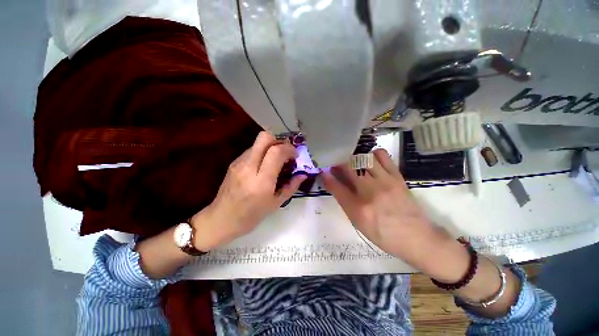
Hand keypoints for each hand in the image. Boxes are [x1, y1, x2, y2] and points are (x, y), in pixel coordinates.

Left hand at [191, 132, 305, 250]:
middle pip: (264, 138)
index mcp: (261, 181)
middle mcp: (248, 168)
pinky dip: (262, 152)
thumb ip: (291, 186)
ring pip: (258, 142)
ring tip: (276, 160)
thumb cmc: (251, 216)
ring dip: (271, 146)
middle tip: (285, 152)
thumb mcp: (276, 203)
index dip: (289, 149)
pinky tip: (264, 165)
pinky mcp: (233, 163)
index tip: (295, 155)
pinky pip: (251, 150)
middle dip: (279, 141)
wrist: (221, 220)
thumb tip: (303, 174)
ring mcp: (238, 163)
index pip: (276, 152)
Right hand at [322, 149, 461, 271]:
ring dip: (353, 159)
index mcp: (358, 209)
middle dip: (338, 163)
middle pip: (348, 167)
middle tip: (336, 165)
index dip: (326, 176)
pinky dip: (372, 154)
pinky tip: (370, 161)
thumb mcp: (358, 222)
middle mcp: (370, 192)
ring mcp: (385, 182)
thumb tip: (332, 183)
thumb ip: (343, 201)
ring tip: (353, 164)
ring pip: (363, 158)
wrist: (416, 237)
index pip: (336, 186)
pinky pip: (382, 156)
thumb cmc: (383, 233)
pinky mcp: (397, 176)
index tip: (323, 171)